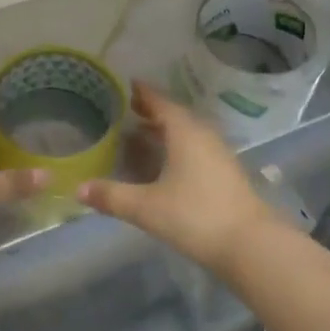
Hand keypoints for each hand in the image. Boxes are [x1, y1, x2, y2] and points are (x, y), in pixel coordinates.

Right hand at [79, 81, 282, 274]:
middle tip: (126, 110)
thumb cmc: (195, 216)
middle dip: (151, 111)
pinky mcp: (226, 174)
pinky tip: (165, 164)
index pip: (160, 102)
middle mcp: (203, 135)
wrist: (251, 245)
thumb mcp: (146, 207)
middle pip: (174, 115)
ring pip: (187, 133)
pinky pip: (196, 149)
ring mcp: (219, 155)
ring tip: (140, 135)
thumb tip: (78, 189)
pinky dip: (177, 148)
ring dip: (164, 131)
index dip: (142, 93)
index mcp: (184, 132)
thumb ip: (112, 196)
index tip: (125, 84)